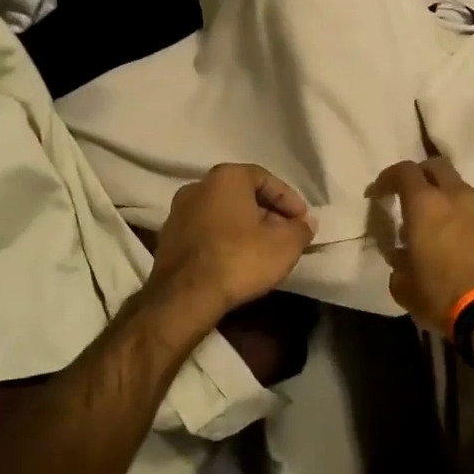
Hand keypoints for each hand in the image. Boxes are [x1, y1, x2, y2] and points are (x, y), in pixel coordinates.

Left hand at [148, 164, 316, 323]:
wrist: (185, 296)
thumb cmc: (239, 259)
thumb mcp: (285, 245)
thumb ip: (301, 229)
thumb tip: (305, 223)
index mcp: (226, 177)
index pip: (266, 178)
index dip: (288, 199)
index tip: (302, 220)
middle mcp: (197, 186)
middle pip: (241, 195)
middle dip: (267, 213)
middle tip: (286, 234)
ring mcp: (178, 212)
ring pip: (222, 213)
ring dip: (244, 227)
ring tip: (264, 249)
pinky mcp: (168, 238)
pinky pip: (205, 231)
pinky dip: (224, 240)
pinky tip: (237, 260)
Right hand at [368, 156, 473, 333]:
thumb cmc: (442, 295)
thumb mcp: (404, 286)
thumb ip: (398, 264)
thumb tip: (401, 256)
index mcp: (425, 205)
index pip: (404, 172)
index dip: (387, 178)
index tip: (378, 193)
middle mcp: (456, 197)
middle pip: (437, 166)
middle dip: (420, 175)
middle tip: (409, 196)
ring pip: (459, 188)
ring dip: (444, 198)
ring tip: (435, 225)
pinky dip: (463, 216)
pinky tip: (458, 241)